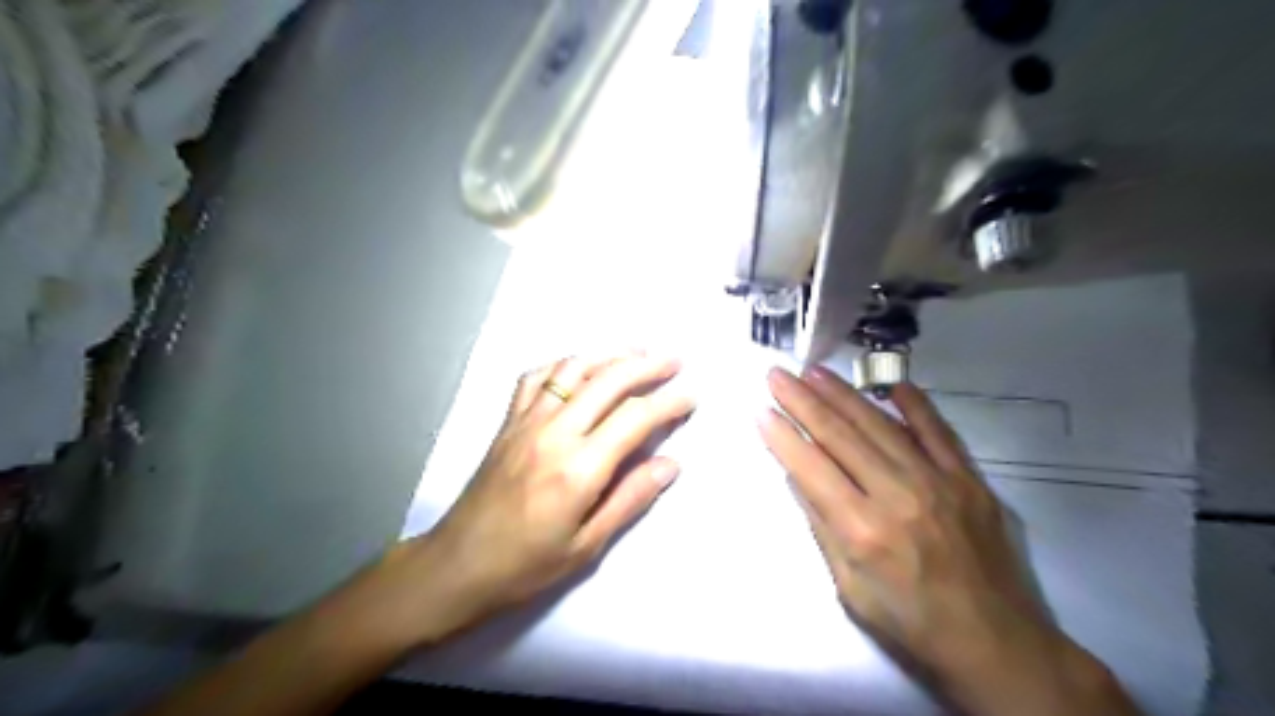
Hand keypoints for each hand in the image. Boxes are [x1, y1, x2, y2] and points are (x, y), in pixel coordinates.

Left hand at [403, 357, 692, 639]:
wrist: (458, 565)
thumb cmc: (526, 565)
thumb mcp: (587, 545)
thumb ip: (630, 498)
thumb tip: (671, 463)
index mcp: (579, 468)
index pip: (635, 418)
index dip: (668, 403)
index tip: (691, 396)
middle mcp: (554, 432)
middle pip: (608, 381)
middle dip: (647, 365)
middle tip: (674, 360)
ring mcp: (527, 421)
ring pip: (573, 369)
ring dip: (609, 355)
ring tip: (636, 352)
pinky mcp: (508, 421)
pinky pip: (537, 376)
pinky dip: (565, 364)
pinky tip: (580, 367)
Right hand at [755, 370, 1135, 715]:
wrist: (997, 645)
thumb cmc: (911, 624)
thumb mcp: (850, 589)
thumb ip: (823, 528)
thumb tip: (798, 477)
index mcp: (863, 531)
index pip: (811, 467)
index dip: (782, 436)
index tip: (761, 409)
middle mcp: (897, 496)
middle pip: (840, 436)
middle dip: (802, 400)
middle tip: (778, 374)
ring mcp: (938, 482)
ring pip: (880, 425)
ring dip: (843, 395)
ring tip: (815, 372)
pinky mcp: (969, 480)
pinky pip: (937, 431)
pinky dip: (915, 405)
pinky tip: (892, 384)